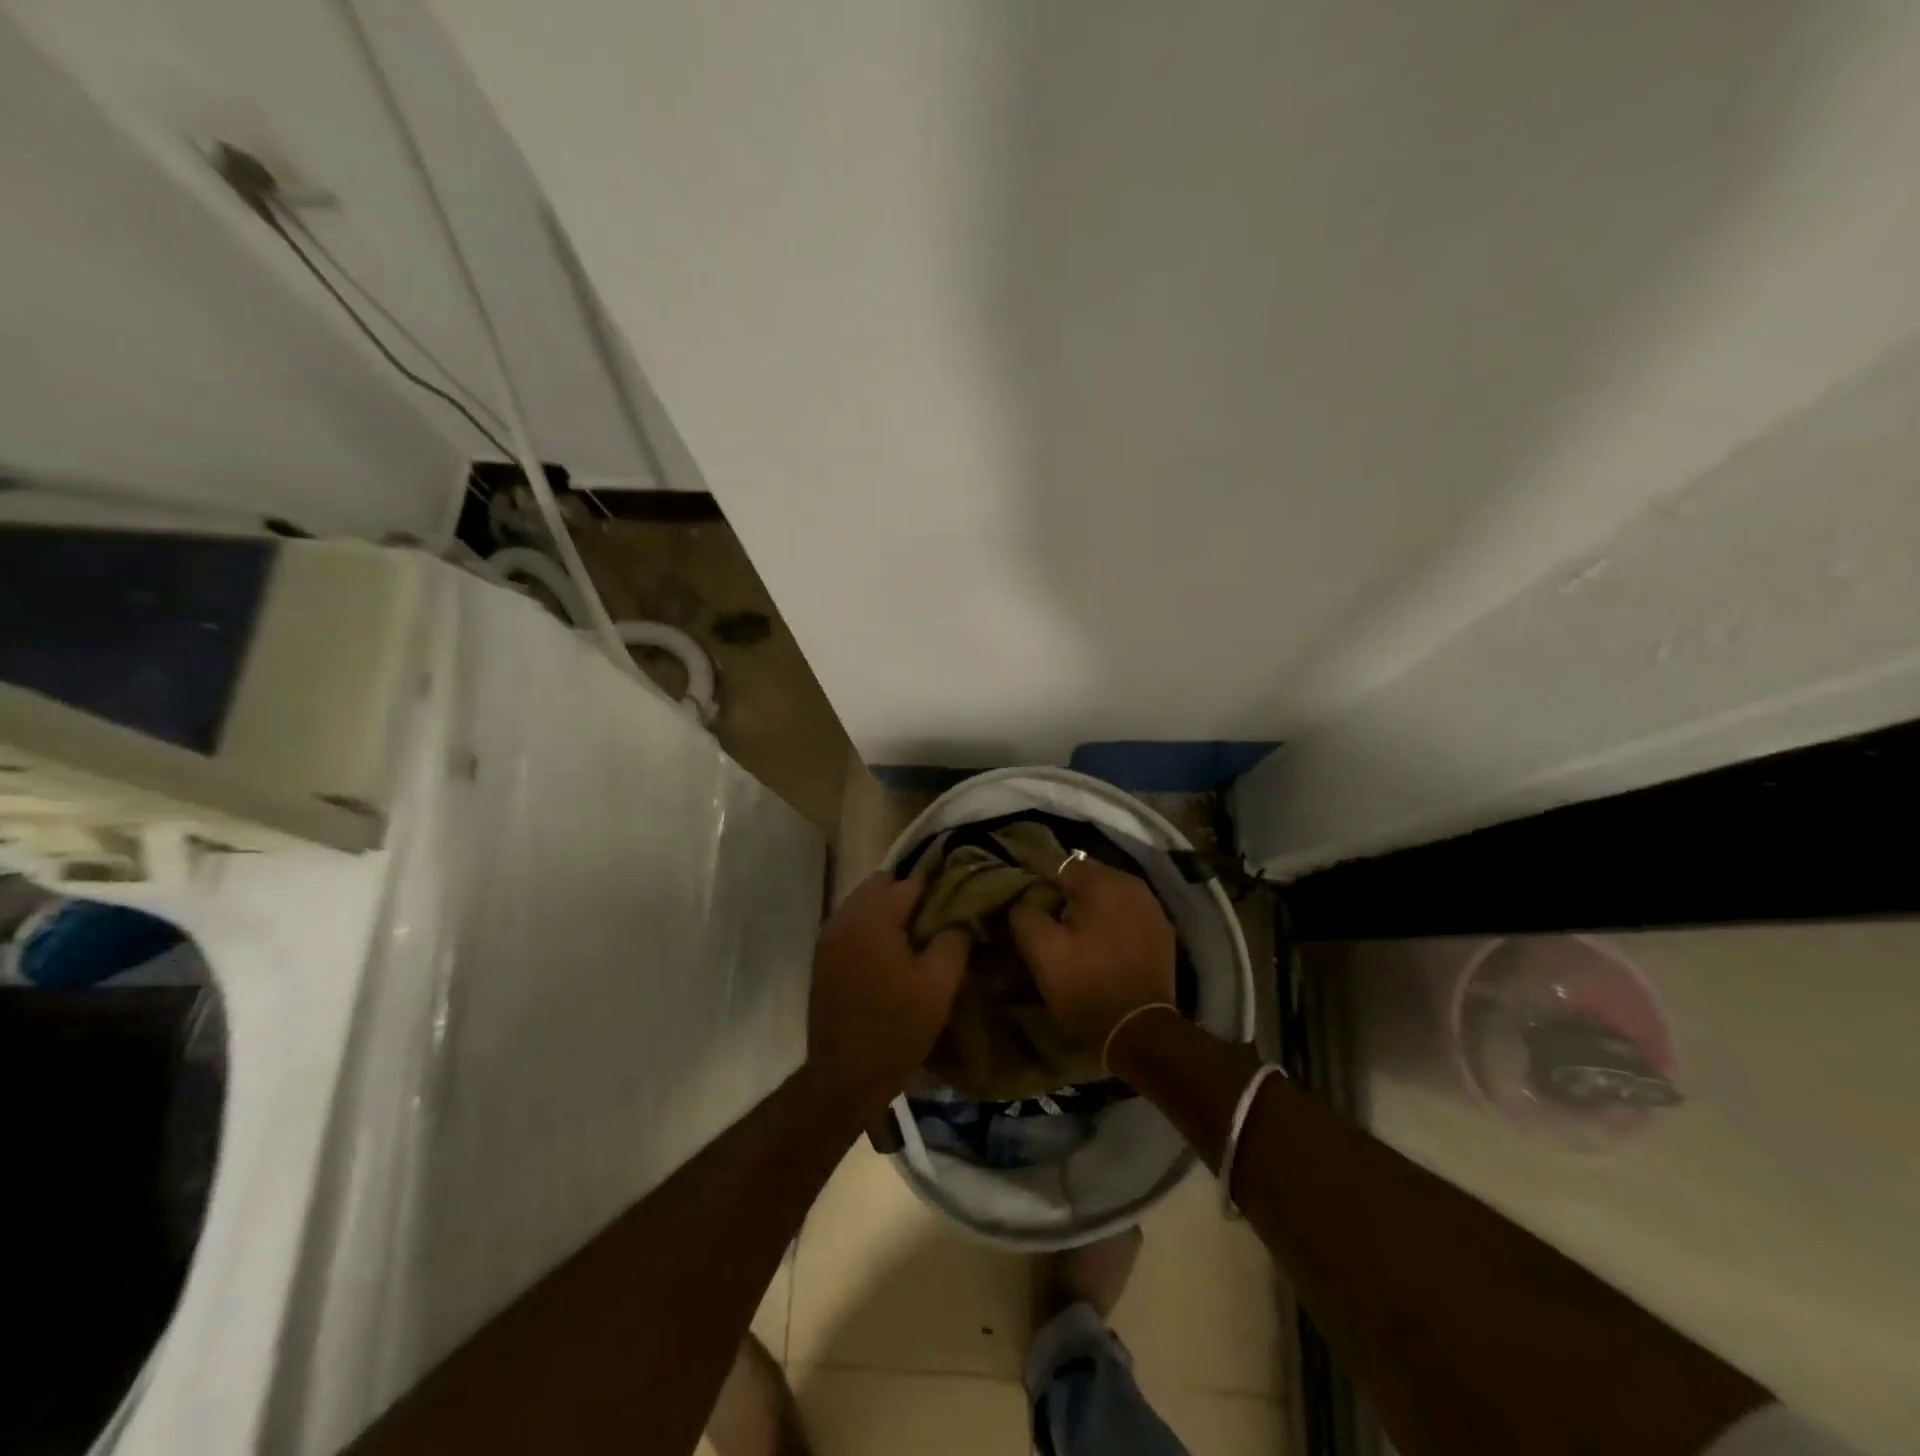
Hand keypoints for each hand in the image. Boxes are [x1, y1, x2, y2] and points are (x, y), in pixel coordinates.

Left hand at [805, 868, 968, 1123]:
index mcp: (874, 917)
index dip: (938, 884)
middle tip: (938, 916)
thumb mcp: (940, 985)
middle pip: (882, 884)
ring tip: (917, 935)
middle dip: (910, 893)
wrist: (845, 1076)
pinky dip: (872, 926)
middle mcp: (846, 917)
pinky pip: (852, 923)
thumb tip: (960, 917)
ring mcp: (829, 936)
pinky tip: (892, 952)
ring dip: (889, 909)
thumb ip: (954, 939)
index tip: (960, 894)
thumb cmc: (897, 1027)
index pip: (911, 881)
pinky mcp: (823, 956)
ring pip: (864, 902)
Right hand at [1009, 857, 1176, 1057]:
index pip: (1058, 864)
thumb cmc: (1087, 985)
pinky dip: (1111, 920)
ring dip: (1089, 906)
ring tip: (1071, 930)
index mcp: (1102, 882)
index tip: (1021, 897)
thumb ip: (1025, 915)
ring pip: (1109, 894)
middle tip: (1044, 916)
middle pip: (1087, 877)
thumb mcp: (1042, 952)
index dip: (1036, 879)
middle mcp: (1132, 884)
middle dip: (1064, 891)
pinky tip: (1100, 942)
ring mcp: (1152, 908)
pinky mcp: (1162, 932)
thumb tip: (1023, 901)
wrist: (1140, 1031)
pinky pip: (1127, 913)